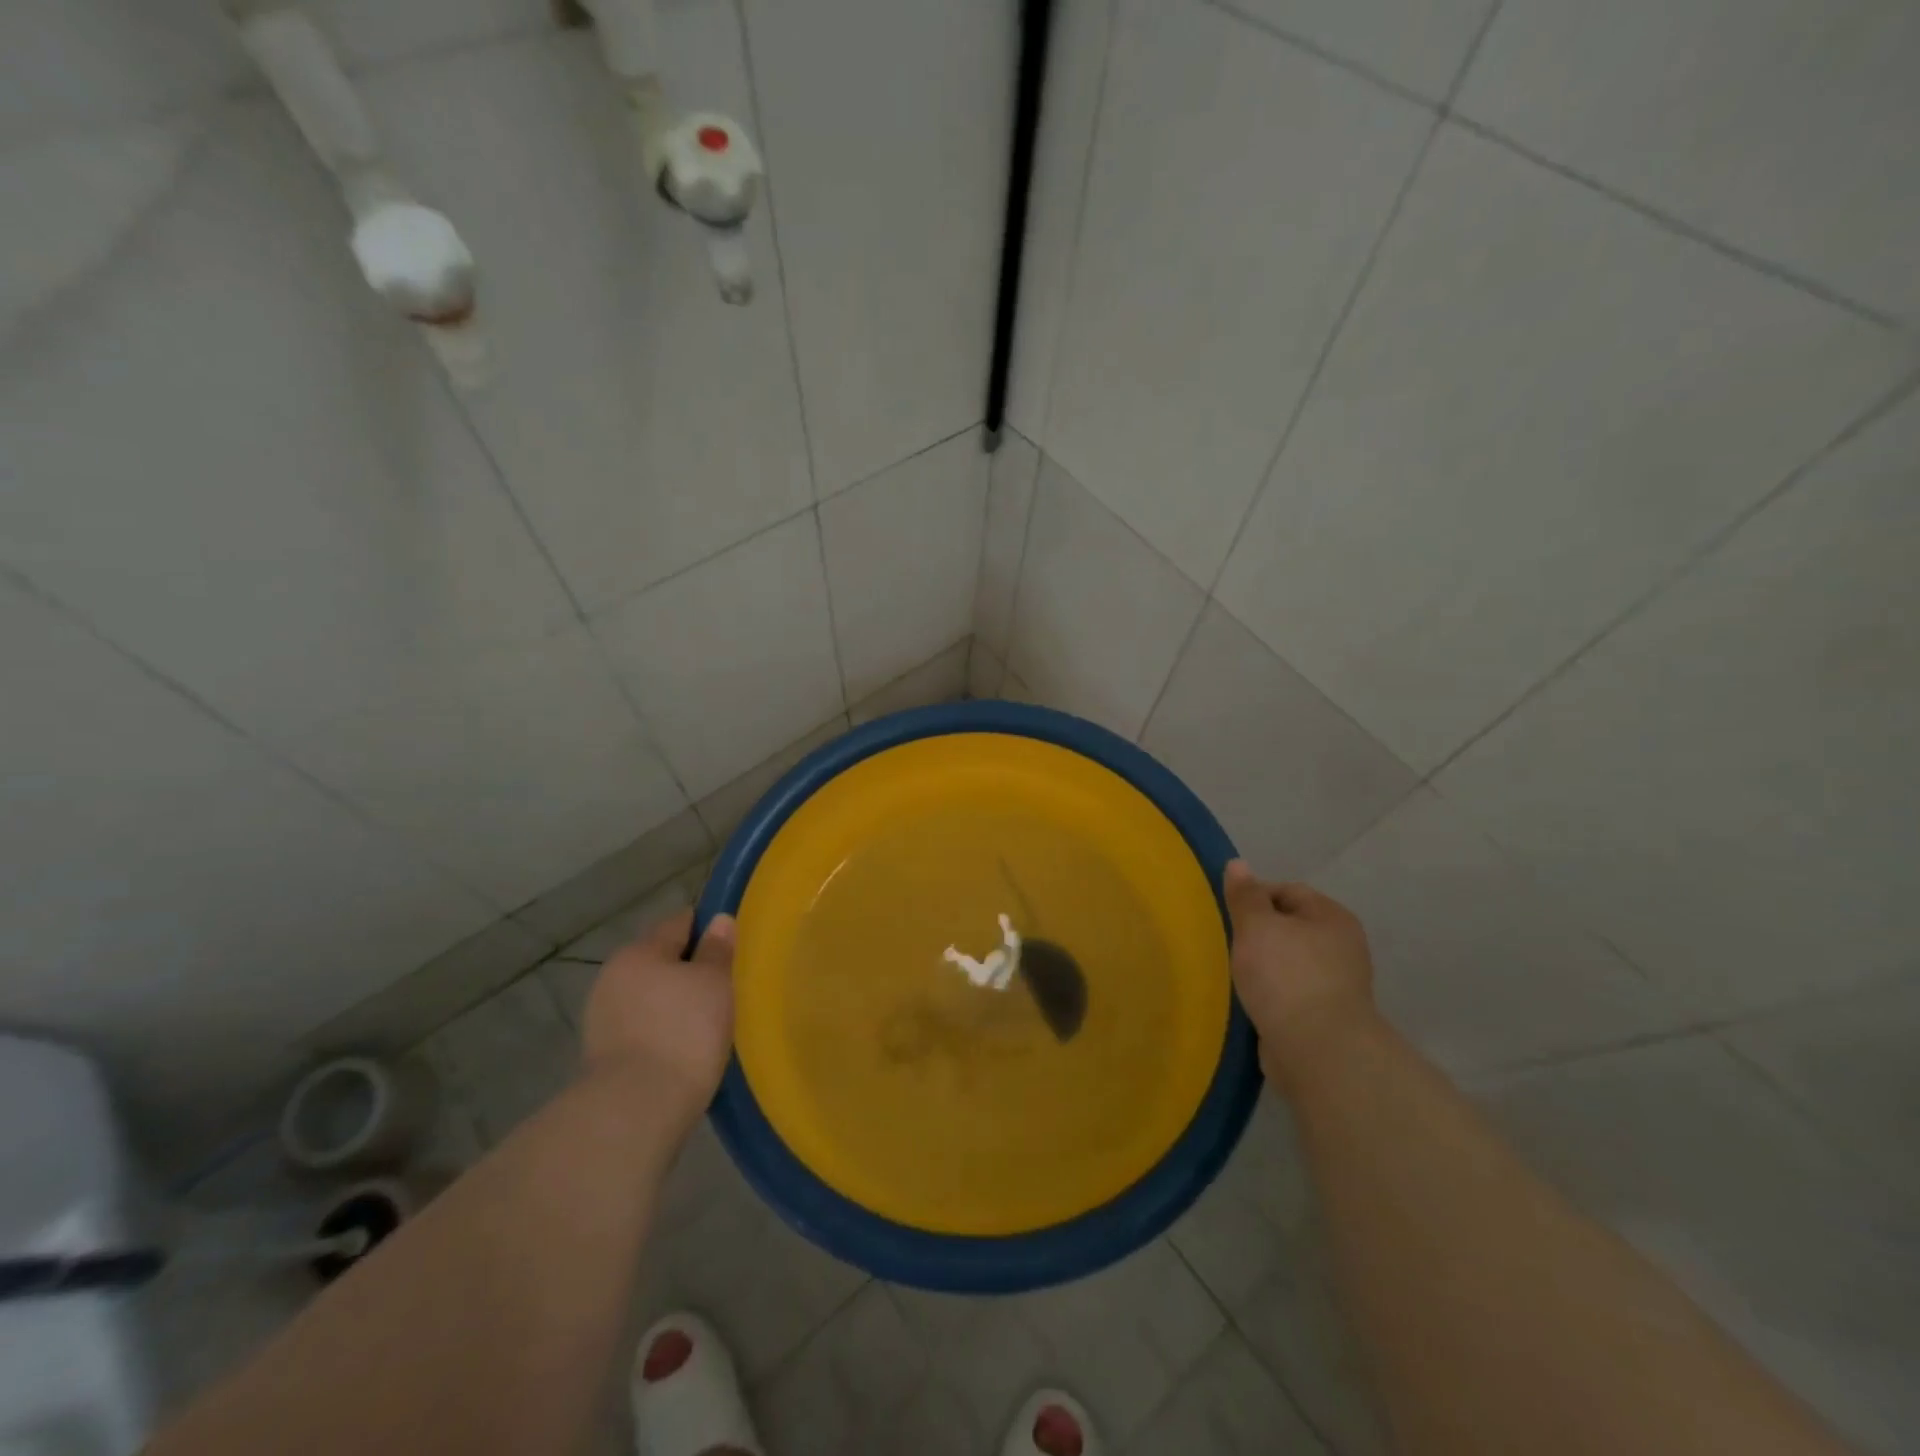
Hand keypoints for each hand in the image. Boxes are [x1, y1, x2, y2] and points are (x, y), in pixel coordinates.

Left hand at [582, 910, 734, 1117]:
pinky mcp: (604, 1054)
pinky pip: (643, 1027)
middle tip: (726, 986)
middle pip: (661, 959)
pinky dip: (663, 1030)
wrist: (635, 1112)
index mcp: (640, 951)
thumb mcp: (714, 983)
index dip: (708, 927)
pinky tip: (686, 1047)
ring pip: (651, 995)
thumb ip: (717, 949)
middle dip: (690, 968)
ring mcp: (603, 1017)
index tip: (733, 945)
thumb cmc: (683, 1033)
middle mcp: (614, 976)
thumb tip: (719, 920)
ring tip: (709, 1021)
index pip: (679, 922)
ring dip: (675, 1002)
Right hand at [1223, 860, 1379, 1090]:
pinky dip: (1270, 994)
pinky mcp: (1324, 1017)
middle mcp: (1342, 947)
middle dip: (1257, 934)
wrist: (1318, 1051)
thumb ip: (1245, 895)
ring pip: (1287, 962)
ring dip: (1262, 967)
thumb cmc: (1286, 976)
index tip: (1228, 916)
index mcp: (1333, 918)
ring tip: (1234, 974)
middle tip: (1229, 944)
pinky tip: (1249, 1001)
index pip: (1288, 891)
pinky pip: (1289, 993)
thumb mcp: (1256, 926)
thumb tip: (1238, 864)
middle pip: (1289, 927)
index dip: (1255, 897)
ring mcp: (1336, 984)